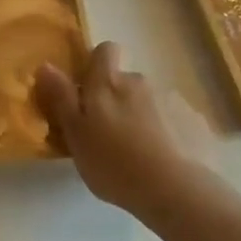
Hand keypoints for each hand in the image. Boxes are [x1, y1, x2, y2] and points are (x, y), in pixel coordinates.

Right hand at [35, 43, 204, 217]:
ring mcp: (172, 101)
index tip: (88, 91)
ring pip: (150, 102)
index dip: (97, 64)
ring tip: (139, 155)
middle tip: (109, 135)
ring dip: (142, 118)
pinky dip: (168, 134)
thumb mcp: (75, 134)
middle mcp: (140, 82)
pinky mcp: (195, 122)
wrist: (176, 190)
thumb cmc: (114, 163)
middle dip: (117, 100)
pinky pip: (175, 121)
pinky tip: (165, 162)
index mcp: (107, 83)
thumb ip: (61, 98)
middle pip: (125, 81)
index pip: (105, 50)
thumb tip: (45, 65)